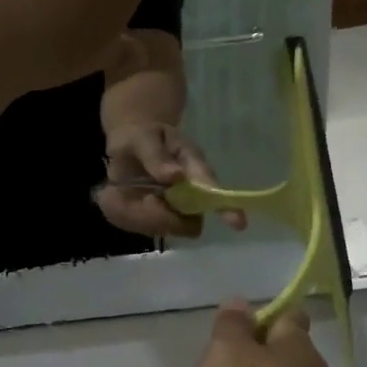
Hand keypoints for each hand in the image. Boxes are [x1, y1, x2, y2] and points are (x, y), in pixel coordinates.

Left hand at [96, 122, 248, 237]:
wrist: (132, 145)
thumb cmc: (142, 137)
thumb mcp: (143, 138)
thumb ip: (156, 157)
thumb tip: (176, 176)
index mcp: (195, 168)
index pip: (213, 190)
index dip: (227, 208)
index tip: (238, 223)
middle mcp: (194, 194)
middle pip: (189, 222)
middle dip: (162, 217)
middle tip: (143, 200)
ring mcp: (180, 210)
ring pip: (168, 229)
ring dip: (145, 218)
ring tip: (130, 196)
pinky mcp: (162, 220)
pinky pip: (148, 228)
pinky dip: (134, 218)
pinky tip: (128, 201)